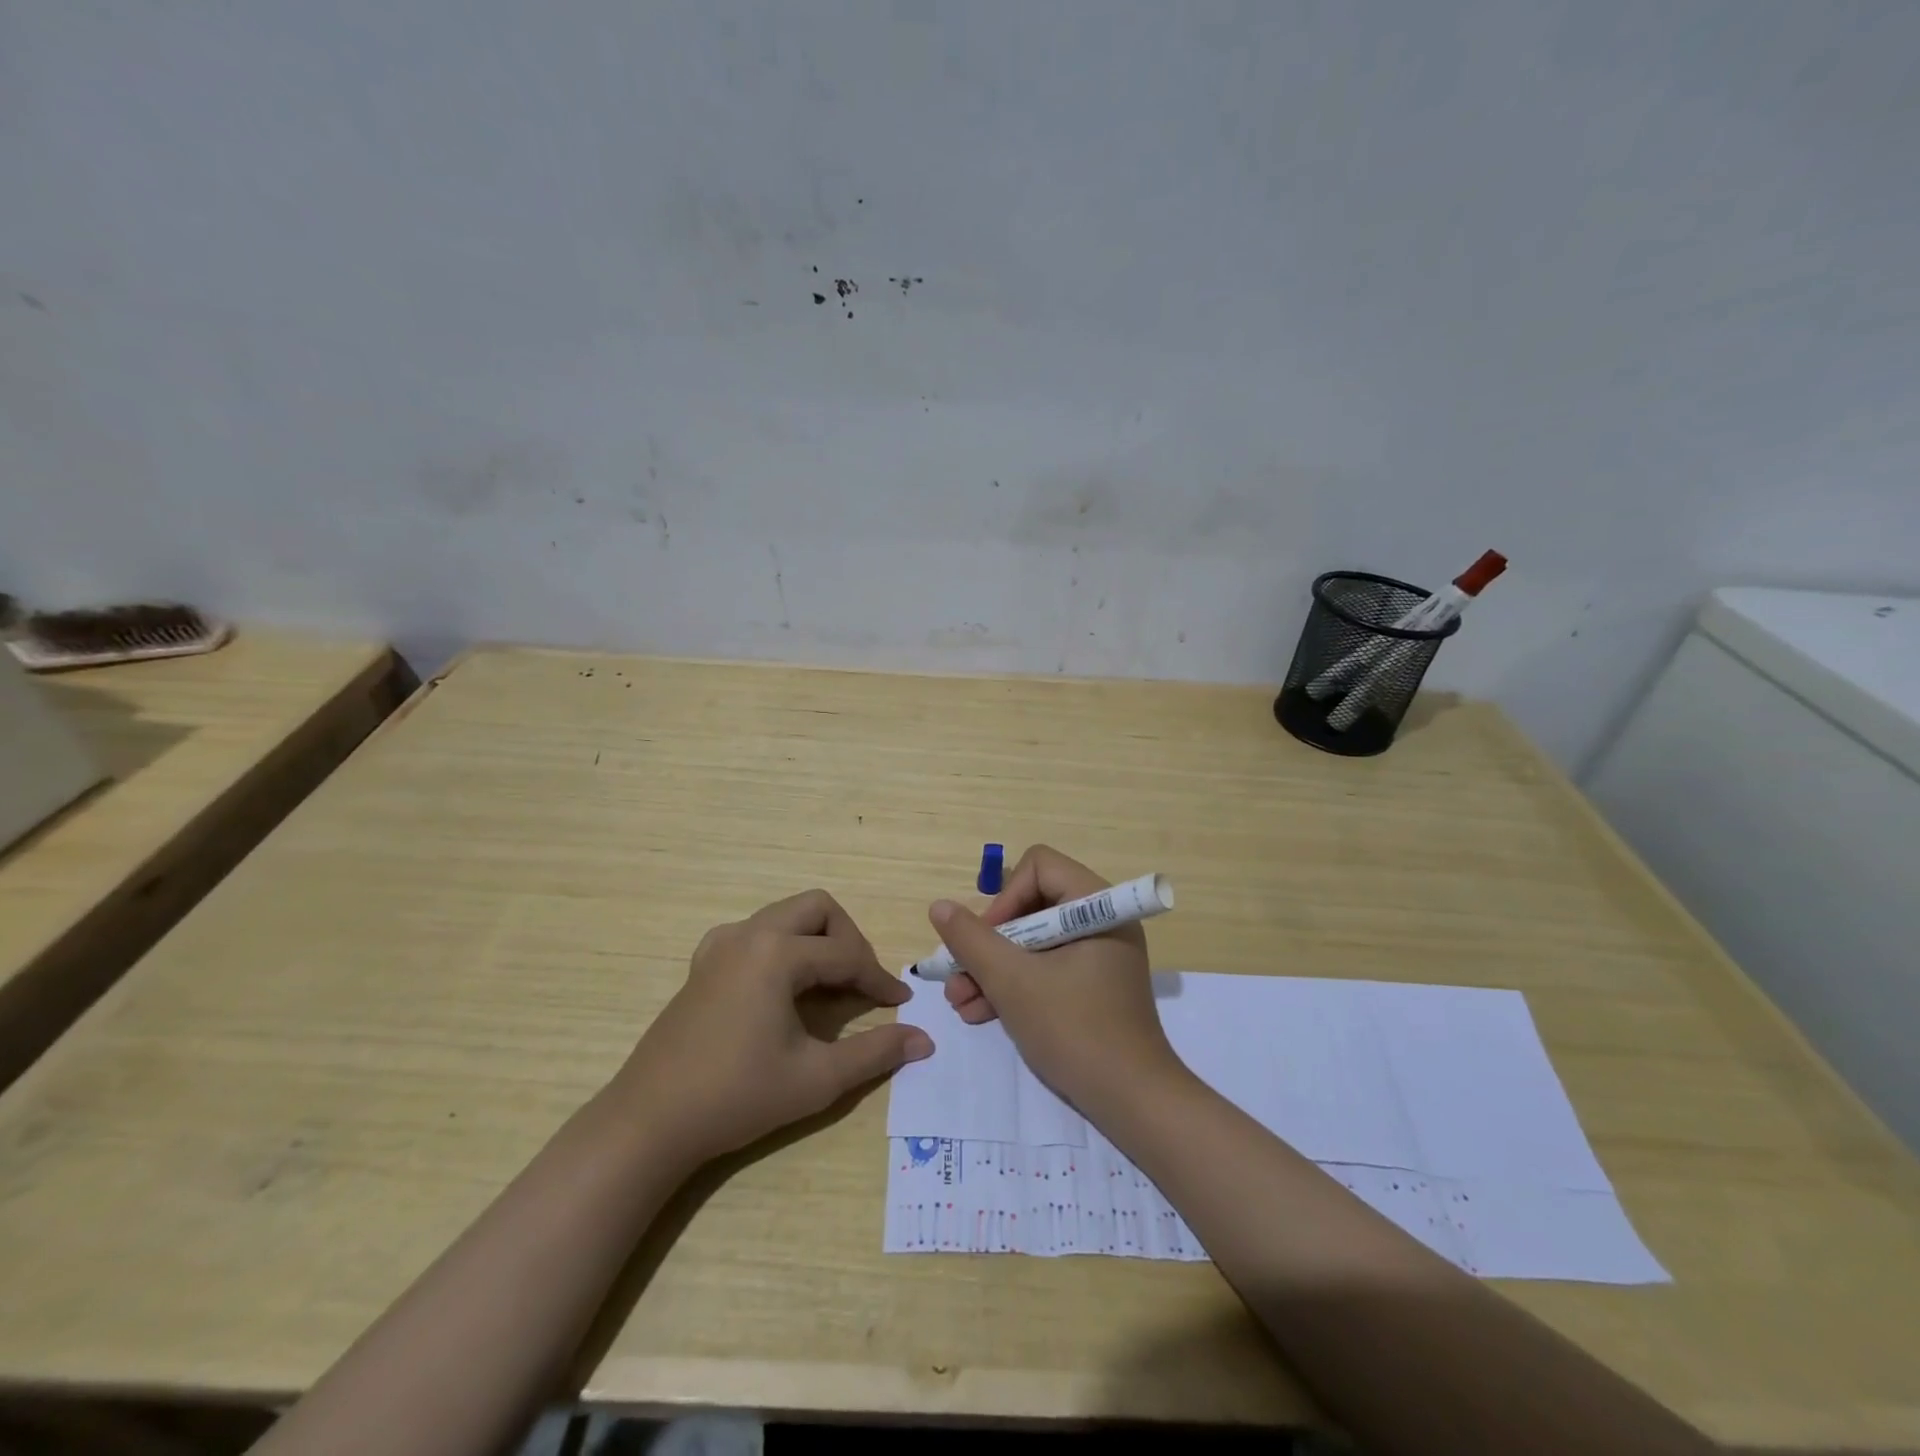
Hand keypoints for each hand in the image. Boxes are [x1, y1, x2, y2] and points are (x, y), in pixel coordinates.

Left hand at [619, 889, 932, 1163]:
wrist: (650, 1122)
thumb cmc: (737, 1096)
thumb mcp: (816, 1078)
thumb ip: (875, 1053)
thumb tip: (924, 1040)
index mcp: (777, 953)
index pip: (846, 954)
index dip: (878, 978)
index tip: (900, 1002)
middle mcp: (749, 934)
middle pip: (817, 909)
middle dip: (848, 939)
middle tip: (860, 982)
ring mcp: (720, 945)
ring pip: (785, 915)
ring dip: (816, 939)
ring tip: (829, 984)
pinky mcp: (703, 963)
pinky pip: (755, 932)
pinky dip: (781, 946)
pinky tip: (781, 986)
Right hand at [929, 845, 1183, 1112]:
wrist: (1133, 1103)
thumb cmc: (1075, 1030)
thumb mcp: (1013, 982)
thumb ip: (972, 940)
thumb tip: (939, 907)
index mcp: (1098, 906)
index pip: (1039, 867)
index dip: (1005, 897)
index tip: (985, 940)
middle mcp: (1101, 921)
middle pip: (1030, 905)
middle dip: (988, 942)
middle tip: (957, 975)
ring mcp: (1097, 955)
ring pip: (1031, 941)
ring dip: (992, 968)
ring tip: (959, 1002)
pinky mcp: (1090, 985)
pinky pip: (1044, 967)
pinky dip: (1013, 985)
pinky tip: (977, 1013)